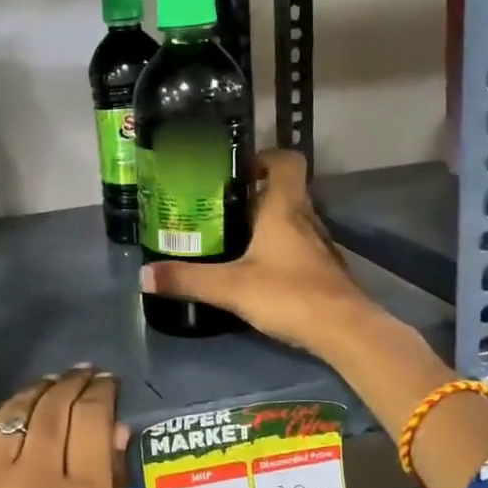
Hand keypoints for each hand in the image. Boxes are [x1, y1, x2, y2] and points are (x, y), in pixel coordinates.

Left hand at [0, 368, 130, 487]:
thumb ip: (116, 486)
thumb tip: (115, 430)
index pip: (93, 416)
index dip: (103, 390)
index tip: (108, 382)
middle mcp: (36, 477)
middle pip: (55, 406)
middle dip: (74, 382)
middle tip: (83, 375)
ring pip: (15, 411)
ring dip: (37, 390)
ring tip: (50, 385)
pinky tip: (6, 409)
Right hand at [139, 149, 379, 357]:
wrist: (344, 330)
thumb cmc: (289, 293)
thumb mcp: (230, 287)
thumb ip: (187, 279)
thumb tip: (143, 275)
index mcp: (285, 208)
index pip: (286, 161)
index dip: (265, 157)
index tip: (237, 170)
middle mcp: (306, 218)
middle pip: (285, 190)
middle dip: (255, 194)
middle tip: (220, 207)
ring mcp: (320, 245)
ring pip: (293, 219)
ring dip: (268, 222)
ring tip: (233, 237)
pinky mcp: (324, 269)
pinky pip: (299, 246)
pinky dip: (280, 249)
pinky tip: (259, 269)